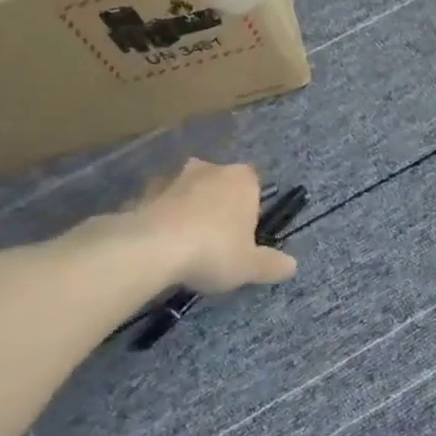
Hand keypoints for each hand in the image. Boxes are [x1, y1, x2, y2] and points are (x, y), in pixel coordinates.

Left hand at [82, 159, 297, 294]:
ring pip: (186, 193)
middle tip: (214, 243)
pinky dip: (159, 219)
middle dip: (217, 208)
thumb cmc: (213, 251)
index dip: (249, 212)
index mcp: (243, 179)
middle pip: (219, 187)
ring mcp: (173, 177)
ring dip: (187, 211)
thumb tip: (292, 266)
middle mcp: (209, 169)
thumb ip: (273, 265)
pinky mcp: (142, 191)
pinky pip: (157, 205)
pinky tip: (157, 246)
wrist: (150, 248)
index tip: (242, 238)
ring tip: (183, 247)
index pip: (254, 187)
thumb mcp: (251, 266)